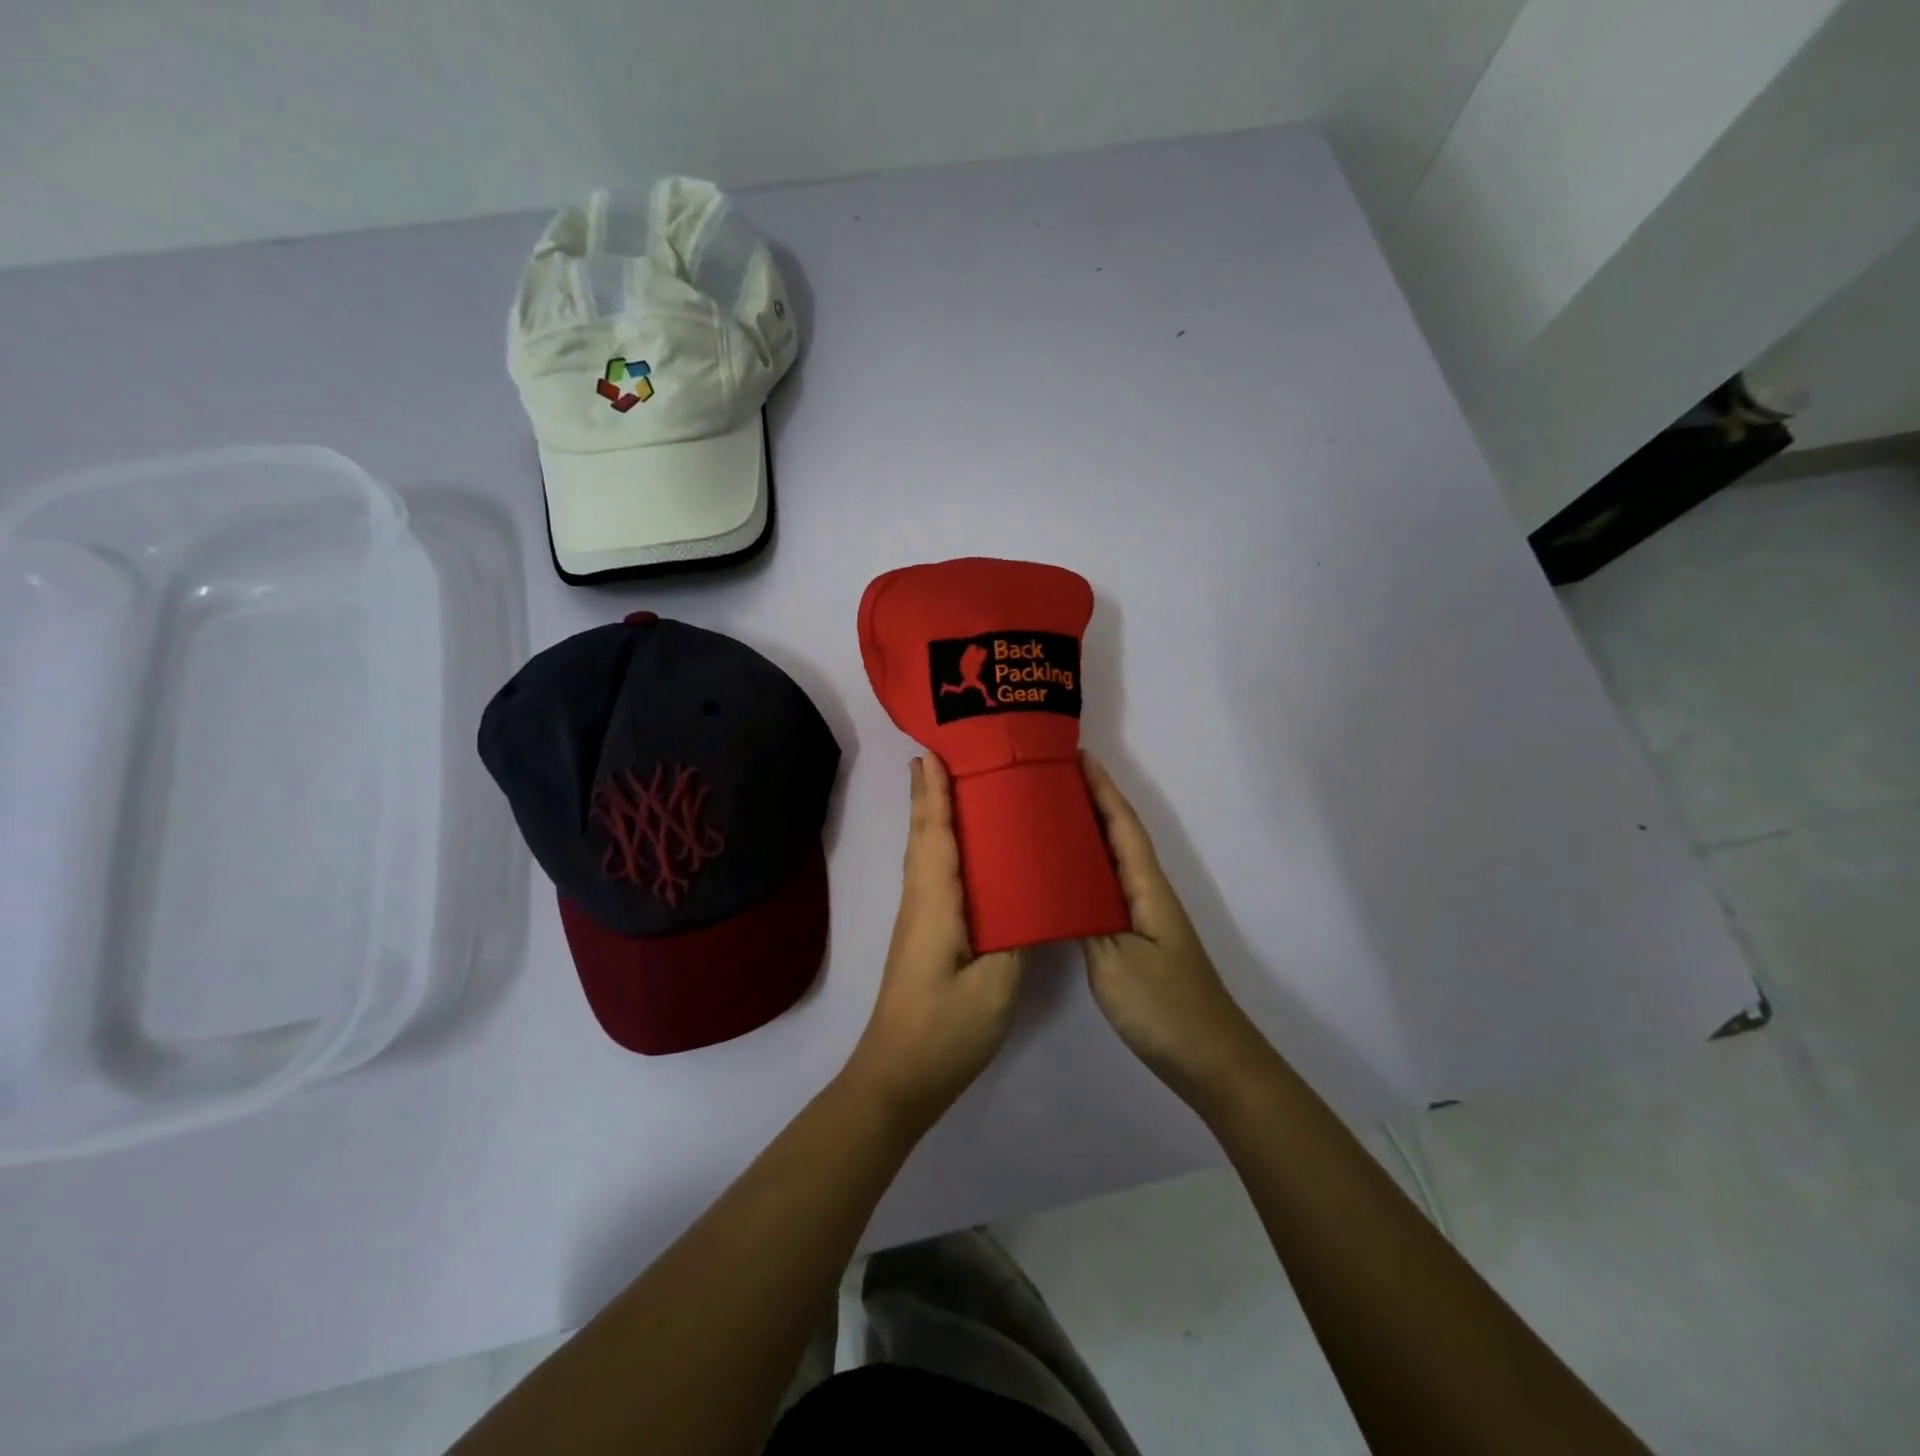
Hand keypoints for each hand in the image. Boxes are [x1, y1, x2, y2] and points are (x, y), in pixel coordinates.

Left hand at [844, 755, 1025, 1129]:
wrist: (897, 1078)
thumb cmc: (945, 1030)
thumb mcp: (995, 987)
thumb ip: (1016, 937)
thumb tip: (1032, 899)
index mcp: (937, 905)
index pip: (936, 835)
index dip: (935, 793)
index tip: (933, 752)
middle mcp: (921, 902)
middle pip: (922, 836)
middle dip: (927, 793)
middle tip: (937, 753)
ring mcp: (918, 921)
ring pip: (923, 855)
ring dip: (930, 815)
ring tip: (946, 785)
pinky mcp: (923, 937)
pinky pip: (930, 875)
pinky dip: (937, 846)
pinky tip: (955, 849)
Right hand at [1080, 752, 1274, 1111]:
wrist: (1212, 1061)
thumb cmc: (1164, 1007)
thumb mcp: (1113, 963)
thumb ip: (1081, 921)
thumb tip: (1053, 888)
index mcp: (1146, 889)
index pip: (1122, 825)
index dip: (1102, 788)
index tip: (1078, 754)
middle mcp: (1148, 895)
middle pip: (1119, 836)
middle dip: (1092, 802)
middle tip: (1049, 779)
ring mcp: (1144, 920)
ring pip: (1112, 863)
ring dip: (1087, 834)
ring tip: (1048, 817)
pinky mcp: (1137, 943)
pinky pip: (1107, 892)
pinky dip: (1085, 873)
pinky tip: (1062, 881)